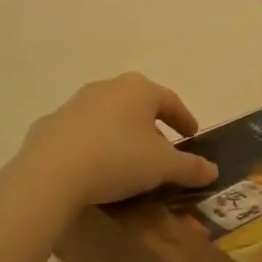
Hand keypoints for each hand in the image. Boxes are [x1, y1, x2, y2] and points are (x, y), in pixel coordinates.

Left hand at [14, 73, 218, 209]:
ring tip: (129, 163)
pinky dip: (94, 147)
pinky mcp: (50, 125)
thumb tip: (212, 170)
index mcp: (138, 89)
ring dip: (122, 136)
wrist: (50, 174)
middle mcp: (106, 88)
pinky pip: (81, 135)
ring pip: (108, 118)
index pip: (170, 101)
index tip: (192, 136)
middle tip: (162, 153)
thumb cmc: (118, 159)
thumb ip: (190, 167)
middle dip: (152, 128)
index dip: (184, 119)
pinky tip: (94, 169)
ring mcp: (74, 105)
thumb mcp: (163, 167)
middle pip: (138, 107)